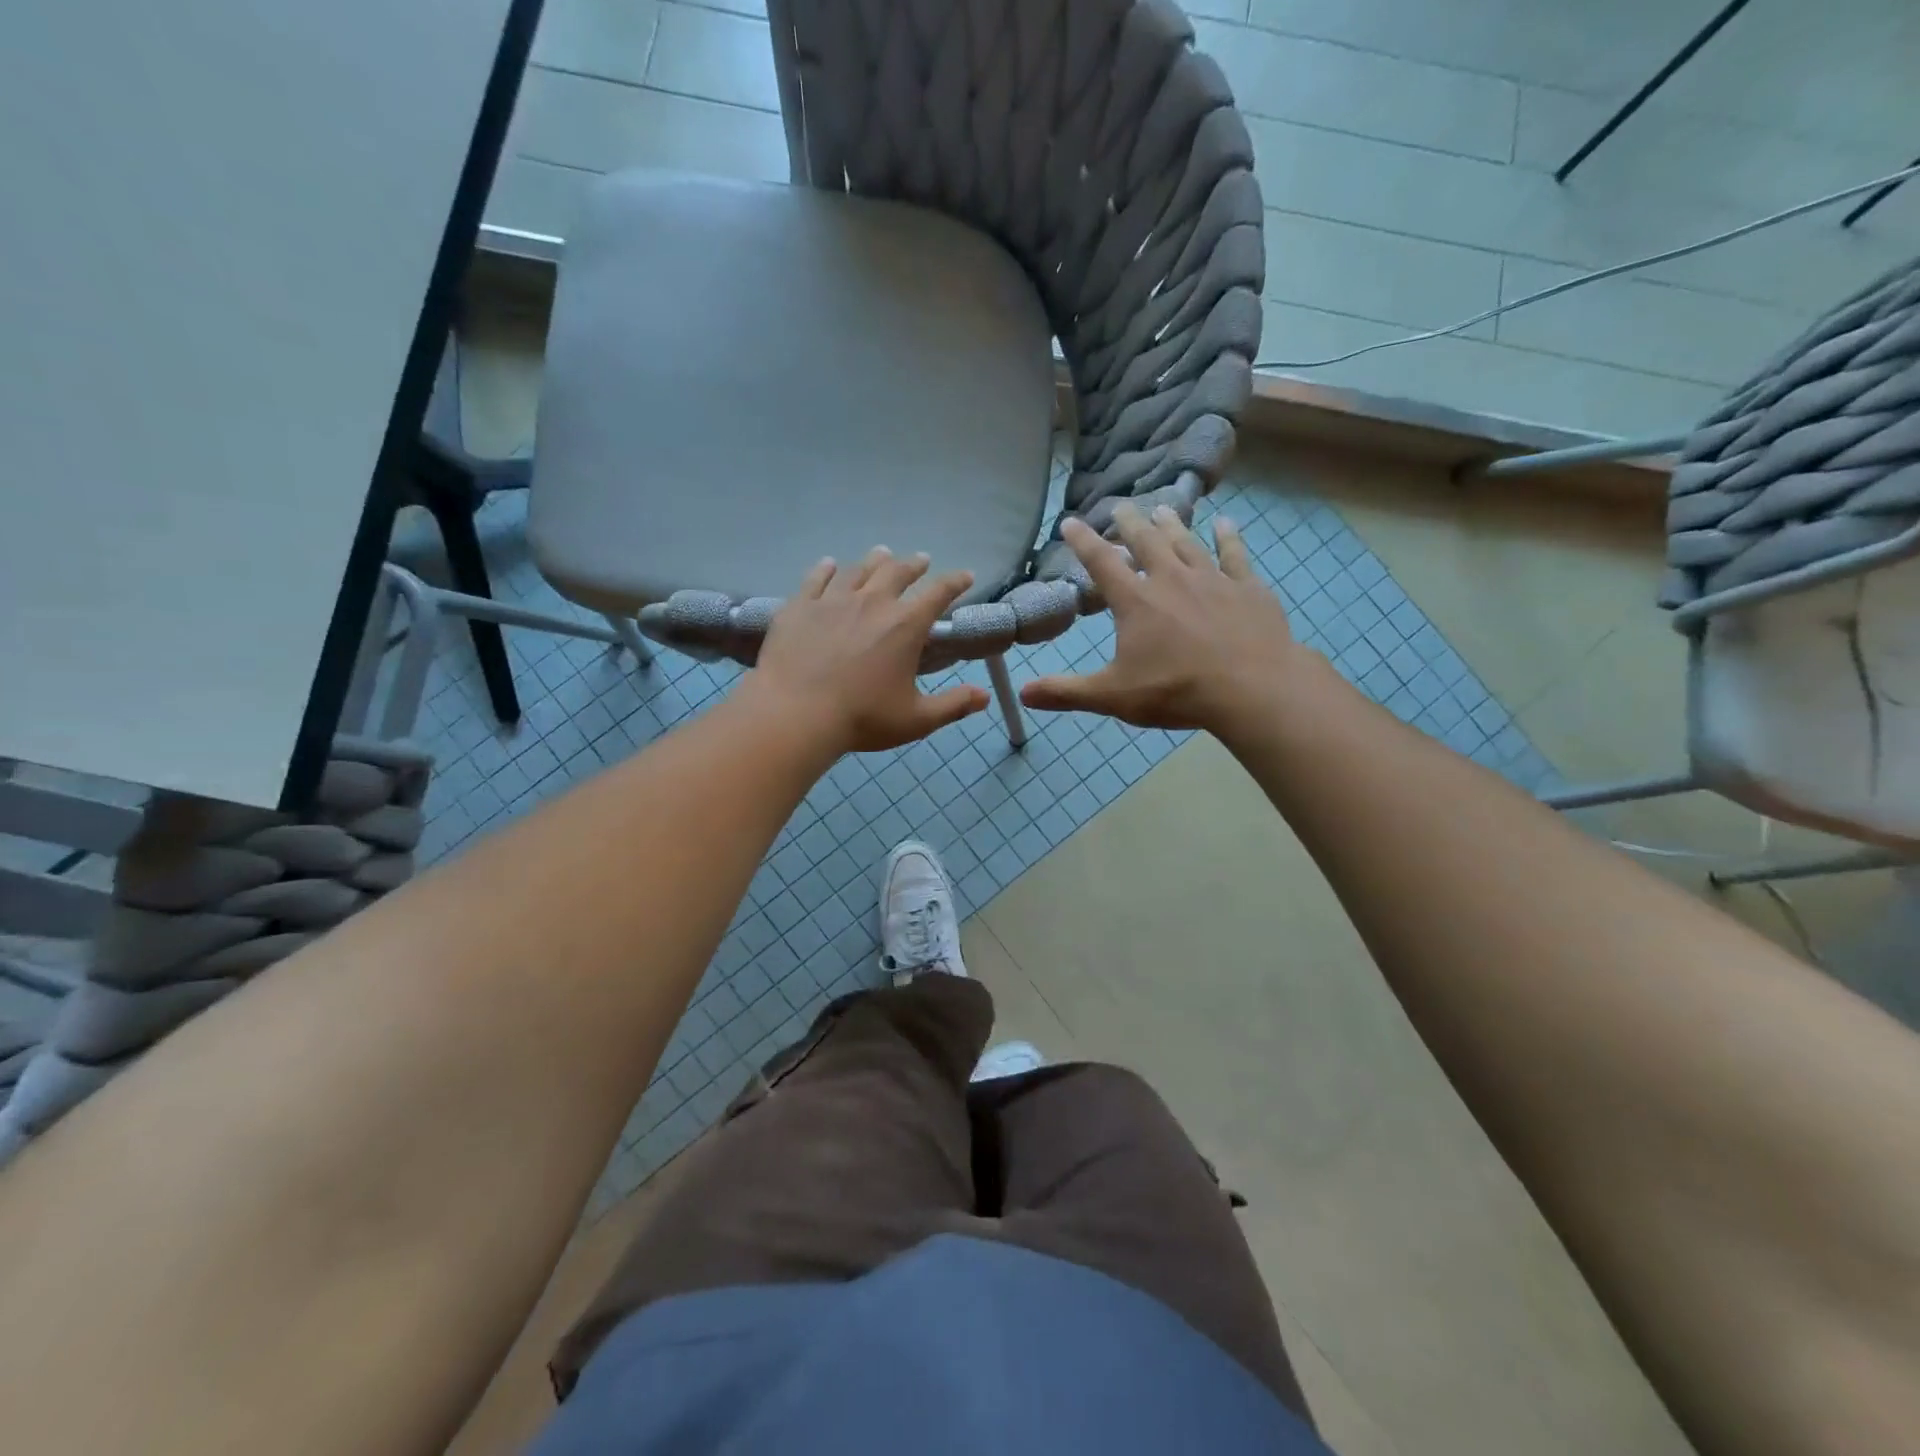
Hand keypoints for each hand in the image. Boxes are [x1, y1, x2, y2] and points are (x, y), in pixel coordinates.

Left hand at [745, 547, 989, 753]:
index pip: (939, 594)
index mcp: (905, 626)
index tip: (965, 575)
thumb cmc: (862, 718)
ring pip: (859, 570)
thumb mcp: (916, 719)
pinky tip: (829, 564)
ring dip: (875, 560)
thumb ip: (953, 706)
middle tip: (921, 560)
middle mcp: (873, 602)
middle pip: (898, 572)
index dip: (955, 582)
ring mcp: (833, 600)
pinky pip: (816, 578)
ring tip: (882, 554)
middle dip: (914, 564)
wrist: (795, 713)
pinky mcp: (800, 606)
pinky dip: (827, 569)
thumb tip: (984, 697)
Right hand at [1020, 503, 1310, 733]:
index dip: (1083, 541)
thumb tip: (1023, 693)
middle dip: (1130, 523)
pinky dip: (1228, 538)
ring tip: (1162, 509)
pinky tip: (1225, 523)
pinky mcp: (1248, 589)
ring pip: (1187, 542)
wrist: (1252, 688)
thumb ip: (1067, 692)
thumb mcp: (1113, 696)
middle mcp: (1171, 579)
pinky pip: (1235, 555)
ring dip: (1172, 525)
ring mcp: (1213, 580)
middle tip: (1121, 506)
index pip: (1102, 562)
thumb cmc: (1176, 690)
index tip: (1071, 522)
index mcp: (1136, 601)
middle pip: (1146, 542)